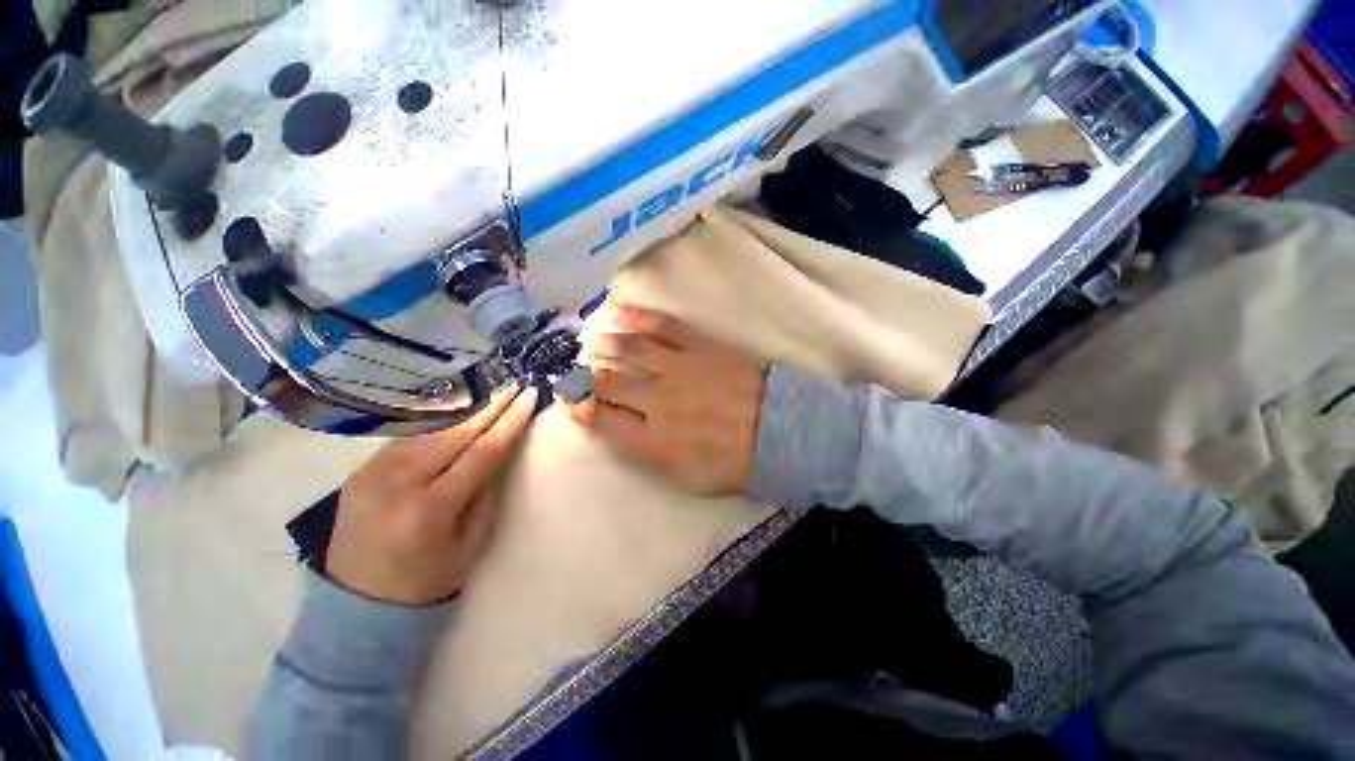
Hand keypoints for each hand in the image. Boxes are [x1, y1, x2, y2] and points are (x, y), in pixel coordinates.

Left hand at [326, 387, 537, 605]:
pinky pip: (409, 438)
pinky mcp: (360, 470)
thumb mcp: (471, 543)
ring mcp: (373, 473)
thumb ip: (486, 493)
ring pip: (430, 429)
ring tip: (492, 392)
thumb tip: (499, 450)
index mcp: (430, 509)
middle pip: (455, 432)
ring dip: (466, 409)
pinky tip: (457, 412)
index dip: (510, 421)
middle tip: (515, 384)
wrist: (356, 602)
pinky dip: (438, 423)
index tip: (530, 396)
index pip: (482, 451)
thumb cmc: (426, 579)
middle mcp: (398, 483)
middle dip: (491, 405)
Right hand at [566, 305, 764, 496]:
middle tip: (575, 370)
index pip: (600, 419)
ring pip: (627, 349)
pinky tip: (616, 312)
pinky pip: (660, 326)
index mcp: (654, 440)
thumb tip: (619, 431)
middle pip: (606, 381)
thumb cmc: (732, 461)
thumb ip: (648, 455)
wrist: (777, 430)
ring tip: (590, 343)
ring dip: (602, 344)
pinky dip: (634, 317)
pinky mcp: (698, 345)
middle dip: (583, 375)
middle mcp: (658, 401)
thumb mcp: (686, 477)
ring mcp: (678, 368)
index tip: (567, 398)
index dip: (577, 407)